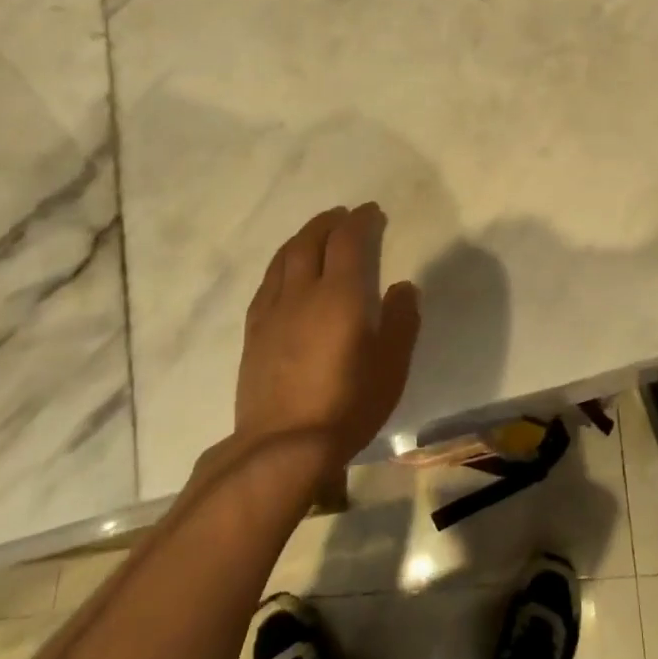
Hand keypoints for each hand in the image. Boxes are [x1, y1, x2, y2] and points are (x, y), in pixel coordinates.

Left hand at [232, 203, 420, 476]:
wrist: (283, 446)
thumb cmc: (348, 405)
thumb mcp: (391, 366)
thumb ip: (401, 321)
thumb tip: (403, 286)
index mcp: (341, 294)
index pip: (349, 240)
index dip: (361, 220)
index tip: (372, 212)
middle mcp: (303, 292)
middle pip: (312, 241)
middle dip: (329, 221)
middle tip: (343, 216)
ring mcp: (273, 310)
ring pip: (285, 257)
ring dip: (302, 237)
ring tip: (315, 233)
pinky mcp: (253, 331)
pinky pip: (267, 282)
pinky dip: (281, 264)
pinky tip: (285, 272)